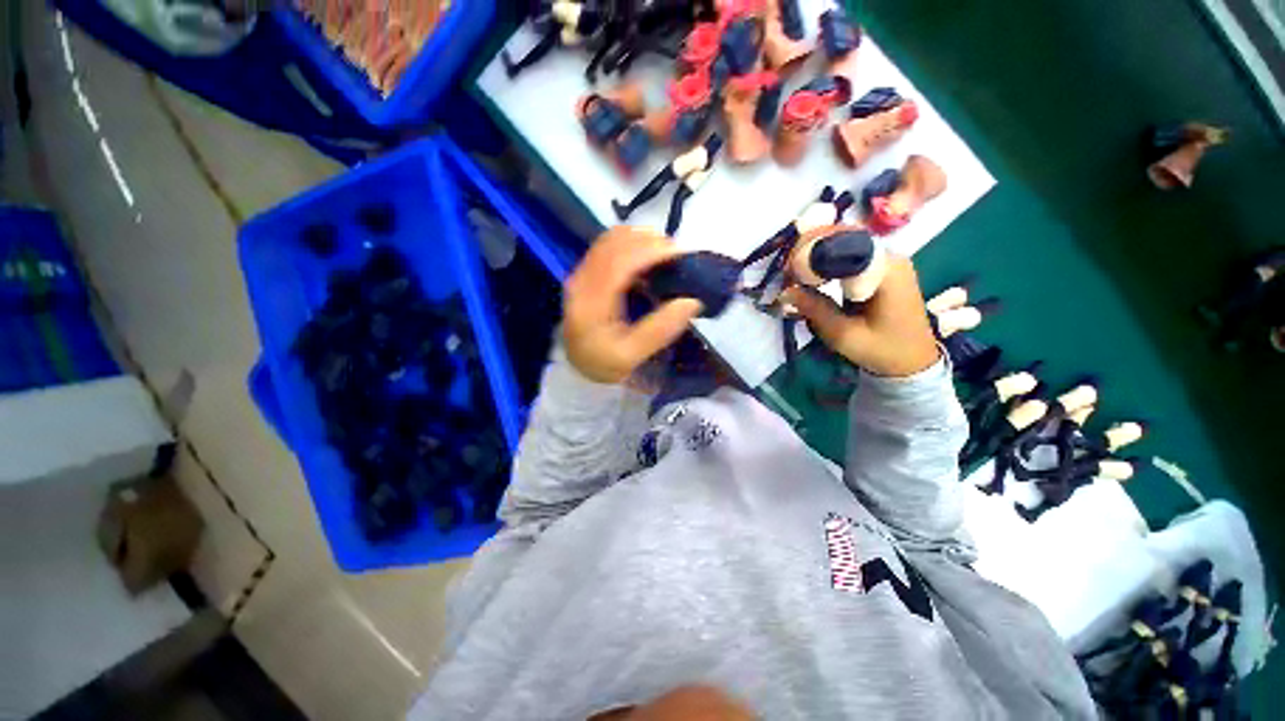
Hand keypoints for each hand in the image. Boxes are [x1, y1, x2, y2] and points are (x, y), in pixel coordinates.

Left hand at [563, 227, 703, 383]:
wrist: (577, 365)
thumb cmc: (604, 362)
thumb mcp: (631, 356)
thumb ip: (659, 330)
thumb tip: (691, 302)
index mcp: (591, 302)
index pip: (620, 261)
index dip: (651, 251)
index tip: (681, 254)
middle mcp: (581, 279)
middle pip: (615, 242)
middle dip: (651, 240)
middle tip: (679, 255)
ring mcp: (581, 272)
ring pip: (612, 238)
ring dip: (642, 238)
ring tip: (666, 253)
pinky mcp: (586, 270)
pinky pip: (609, 244)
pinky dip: (632, 242)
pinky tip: (648, 255)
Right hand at [782, 253, 939, 376]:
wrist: (913, 360)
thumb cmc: (883, 351)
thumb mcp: (844, 335)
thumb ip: (816, 310)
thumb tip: (784, 291)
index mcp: (887, 272)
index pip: (845, 243)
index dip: (812, 249)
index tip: (788, 268)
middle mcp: (890, 257)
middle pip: (845, 237)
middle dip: (810, 248)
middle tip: (786, 271)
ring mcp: (887, 260)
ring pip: (845, 243)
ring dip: (816, 253)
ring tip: (793, 273)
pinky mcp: (881, 268)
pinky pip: (849, 254)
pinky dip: (826, 260)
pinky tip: (810, 274)